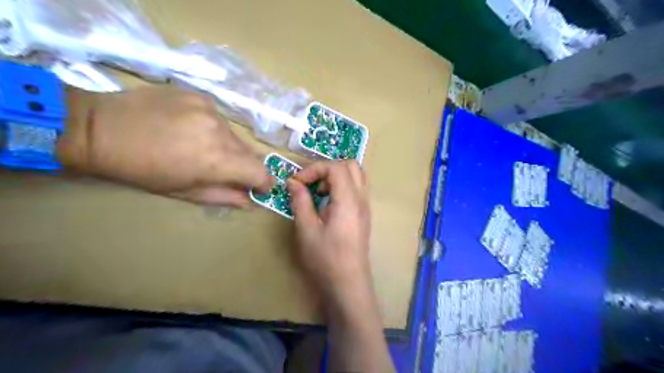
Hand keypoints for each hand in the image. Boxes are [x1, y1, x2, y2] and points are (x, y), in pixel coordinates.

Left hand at [57, 86, 272, 206]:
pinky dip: (213, 128)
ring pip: (234, 135)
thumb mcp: (184, 192)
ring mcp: (211, 110)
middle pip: (249, 153)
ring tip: (201, 148)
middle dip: (243, 166)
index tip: (260, 188)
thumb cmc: (141, 170)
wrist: (99, 128)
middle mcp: (220, 132)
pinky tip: (190, 129)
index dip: (264, 182)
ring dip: (227, 146)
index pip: (260, 172)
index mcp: (217, 160)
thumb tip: (250, 201)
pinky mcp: (200, 96)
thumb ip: (223, 197)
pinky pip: (218, 118)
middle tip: (224, 170)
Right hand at [285, 162, 371, 303]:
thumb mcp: (306, 230)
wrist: (348, 284)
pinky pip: (357, 189)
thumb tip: (294, 182)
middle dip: (327, 168)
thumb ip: (301, 202)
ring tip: (320, 192)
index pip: (335, 167)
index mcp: (348, 200)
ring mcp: (365, 207)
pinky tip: (328, 204)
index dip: (314, 169)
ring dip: (337, 176)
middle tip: (311, 183)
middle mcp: (361, 199)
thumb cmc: (326, 259)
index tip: (297, 183)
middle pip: (351, 165)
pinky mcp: (364, 215)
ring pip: (357, 175)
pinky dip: (343, 186)